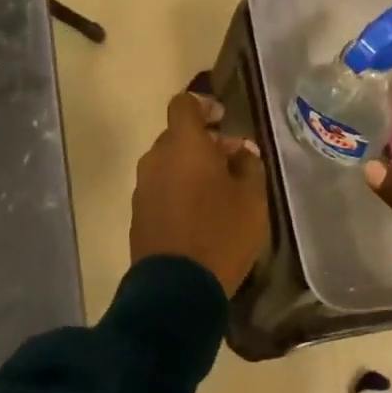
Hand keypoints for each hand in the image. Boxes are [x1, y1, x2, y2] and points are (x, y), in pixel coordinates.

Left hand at [130, 88, 268, 296]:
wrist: (177, 288)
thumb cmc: (221, 233)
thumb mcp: (252, 198)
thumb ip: (249, 166)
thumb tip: (241, 151)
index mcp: (183, 144)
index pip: (184, 104)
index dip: (203, 105)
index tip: (223, 118)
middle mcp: (156, 158)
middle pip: (177, 136)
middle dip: (204, 142)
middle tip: (233, 161)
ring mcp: (143, 187)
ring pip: (168, 163)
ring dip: (191, 167)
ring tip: (220, 191)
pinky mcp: (138, 213)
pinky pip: (161, 188)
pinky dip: (179, 189)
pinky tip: (201, 212)